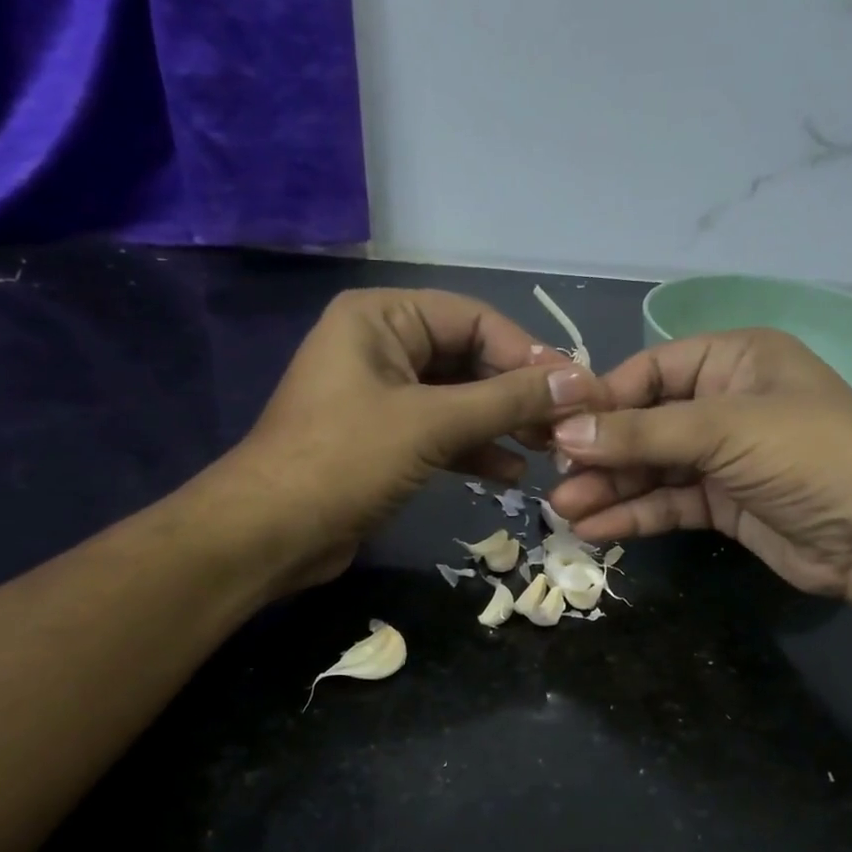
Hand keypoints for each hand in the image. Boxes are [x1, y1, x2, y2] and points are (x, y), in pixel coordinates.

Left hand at [226, 288, 595, 588]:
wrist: (270, 534)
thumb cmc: (346, 462)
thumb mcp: (432, 424)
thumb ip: (508, 400)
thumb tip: (581, 382)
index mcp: (382, 317)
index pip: (476, 320)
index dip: (529, 354)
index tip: (577, 391)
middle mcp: (381, 346)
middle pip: (470, 359)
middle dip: (518, 394)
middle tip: (568, 427)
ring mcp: (381, 395)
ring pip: (458, 400)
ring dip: (503, 425)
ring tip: (550, 452)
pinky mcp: (383, 439)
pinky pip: (441, 433)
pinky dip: (475, 450)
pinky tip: (513, 475)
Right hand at [545, 329, 851, 598]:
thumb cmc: (809, 455)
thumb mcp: (725, 430)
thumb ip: (642, 433)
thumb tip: (565, 434)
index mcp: (733, 360)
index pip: (650, 372)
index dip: (603, 401)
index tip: (557, 430)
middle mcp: (725, 403)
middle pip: (645, 423)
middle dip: (601, 453)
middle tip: (554, 479)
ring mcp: (724, 457)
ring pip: (652, 468)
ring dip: (610, 488)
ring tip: (564, 511)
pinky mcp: (723, 505)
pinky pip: (668, 503)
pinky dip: (635, 515)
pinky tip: (596, 528)